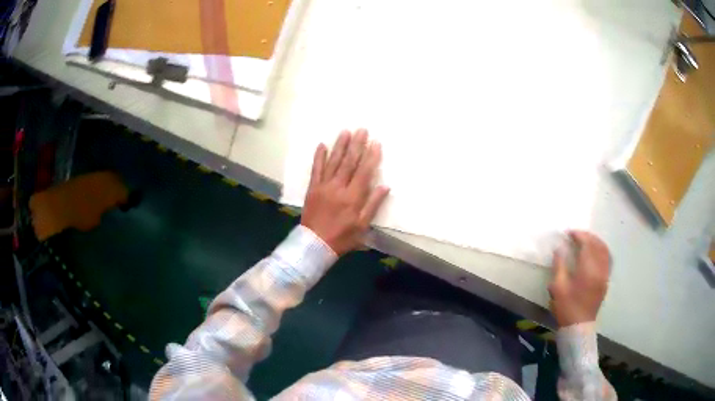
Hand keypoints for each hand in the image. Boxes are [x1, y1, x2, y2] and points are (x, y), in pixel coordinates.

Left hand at [301, 129, 389, 255]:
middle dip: (357, 145)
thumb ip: (373, 205)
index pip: (364, 172)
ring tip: (345, 131)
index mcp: (353, 197)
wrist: (314, 244)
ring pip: (333, 162)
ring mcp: (324, 186)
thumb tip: (385, 186)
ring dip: (340, 146)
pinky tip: (322, 145)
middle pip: (349, 163)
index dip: (371, 156)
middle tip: (362, 129)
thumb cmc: (342, 237)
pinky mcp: (313, 188)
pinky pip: (316, 169)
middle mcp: (338, 187)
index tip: (376, 143)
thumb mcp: (362, 226)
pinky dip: (319, 157)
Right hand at [549, 231, 610, 327]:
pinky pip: (607, 259)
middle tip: (576, 235)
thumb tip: (559, 249)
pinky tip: (595, 252)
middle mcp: (599, 269)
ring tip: (586, 240)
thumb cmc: (566, 307)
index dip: (579, 235)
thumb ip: (559, 265)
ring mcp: (605, 275)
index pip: (587, 244)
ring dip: (596, 242)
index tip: (569, 233)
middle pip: (597, 245)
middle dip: (588, 236)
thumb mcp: (558, 287)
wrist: (578, 327)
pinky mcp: (606, 281)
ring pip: (605, 251)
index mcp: (587, 270)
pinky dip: (601, 250)